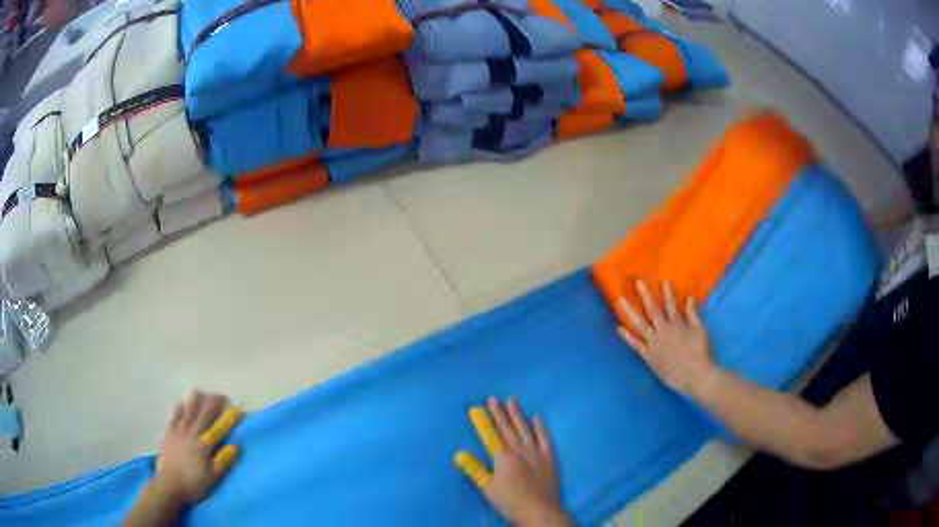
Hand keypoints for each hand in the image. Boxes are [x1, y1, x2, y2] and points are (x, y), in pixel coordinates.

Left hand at [152, 391, 241, 505]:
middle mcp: (191, 434)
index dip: (228, 419)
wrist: (169, 484)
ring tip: (200, 392)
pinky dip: (179, 409)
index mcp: (204, 446)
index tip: (237, 409)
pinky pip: (174, 417)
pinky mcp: (169, 434)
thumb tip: (236, 446)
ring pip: (188, 412)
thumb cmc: (194, 483)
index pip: (218, 429)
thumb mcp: (212, 477)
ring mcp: (178, 432)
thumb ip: (223, 461)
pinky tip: (182, 403)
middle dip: (212, 404)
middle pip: (203, 415)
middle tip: (220, 395)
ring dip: (195, 401)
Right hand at [455, 397, 570, 525]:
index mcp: (503, 457)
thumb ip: (474, 470)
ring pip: (525, 429)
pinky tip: (536, 418)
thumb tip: (459, 455)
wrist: (540, 510)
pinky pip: (545, 438)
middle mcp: (520, 450)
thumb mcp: (488, 488)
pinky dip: (540, 428)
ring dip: (518, 415)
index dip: (483, 421)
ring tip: (512, 401)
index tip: (477, 408)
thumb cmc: (510, 501)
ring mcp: (537, 452)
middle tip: (493, 398)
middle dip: (499, 413)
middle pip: (508, 428)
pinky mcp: (550, 457)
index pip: (491, 435)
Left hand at [618, 281, 715, 393]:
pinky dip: (627, 337)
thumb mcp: (699, 329)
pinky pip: (636, 345)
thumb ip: (692, 313)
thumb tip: (689, 297)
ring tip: (621, 300)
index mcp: (676, 323)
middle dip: (645, 295)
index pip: (670, 303)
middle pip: (652, 310)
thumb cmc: (699, 351)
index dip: (667, 291)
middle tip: (638, 283)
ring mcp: (654, 343)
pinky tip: (619, 328)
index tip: (663, 280)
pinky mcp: (649, 356)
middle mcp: (663, 330)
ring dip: (630, 311)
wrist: (693, 374)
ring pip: (640, 324)